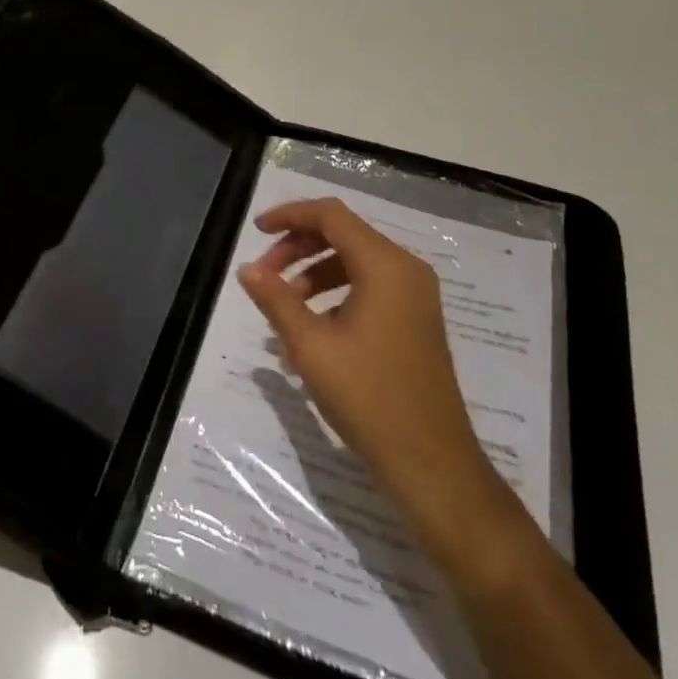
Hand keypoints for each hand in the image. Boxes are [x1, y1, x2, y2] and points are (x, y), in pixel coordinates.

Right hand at [239, 197, 521, 558]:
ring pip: (354, 261)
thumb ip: (276, 300)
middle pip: (342, 234)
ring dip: (313, 271)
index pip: (331, 215)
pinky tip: (310, 326)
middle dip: (297, 247)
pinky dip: (334, 292)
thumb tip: (246, 269)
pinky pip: (368, 286)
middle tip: (264, 276)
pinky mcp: (415, 319)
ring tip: (282, 305)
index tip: (256, 231)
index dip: (290, 215)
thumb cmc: (368, 398)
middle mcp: (405, 270)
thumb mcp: (311, 346)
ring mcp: (415, 296)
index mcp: (385, 266)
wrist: (431, 463)